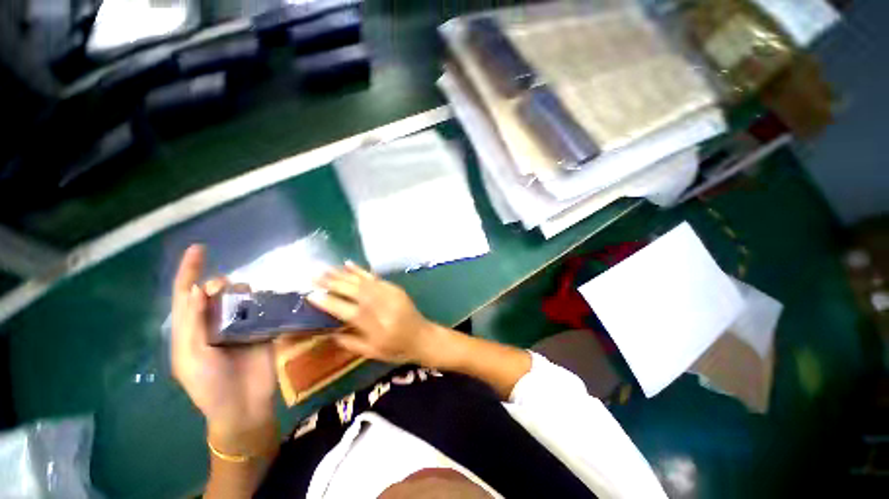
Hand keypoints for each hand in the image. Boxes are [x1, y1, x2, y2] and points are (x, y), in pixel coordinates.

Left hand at [171, 245, 276, 445]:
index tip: (199, 248)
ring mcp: (239, 327)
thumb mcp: (191, 357)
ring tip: (247, 300)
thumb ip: (193, 323)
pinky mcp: (261, 330)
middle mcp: (214, 324)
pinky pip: (262, 308)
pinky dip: (263, 300)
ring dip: (242, 292)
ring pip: (240, 298)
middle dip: (219, 285)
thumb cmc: (209, 386)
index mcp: (190, 331)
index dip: (189, 271)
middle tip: (227, 291)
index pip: (186, 295)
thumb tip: (198, 290)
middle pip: (215, 293)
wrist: (243, 405)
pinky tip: (265, 301)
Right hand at [307, 262, 443, 364]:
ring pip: (364, 281)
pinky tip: (348, 264)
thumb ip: (350, 342)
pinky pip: (375, 277)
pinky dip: (360, 271)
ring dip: (343, 274)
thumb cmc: (397, 349)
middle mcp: (383, 307)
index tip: (311, 295)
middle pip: (355, 291)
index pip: (348, 312)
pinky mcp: (395, 288)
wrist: (423, 337)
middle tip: (314, 275)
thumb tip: (328, 331)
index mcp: (376, 327)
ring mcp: (390, 294)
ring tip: (326, 268)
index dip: (330, 303)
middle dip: (333, 282)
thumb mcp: (372, 353)